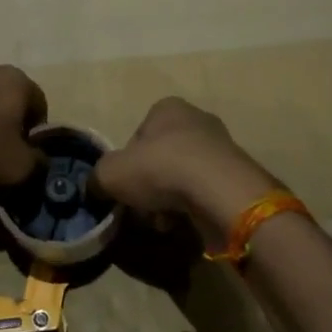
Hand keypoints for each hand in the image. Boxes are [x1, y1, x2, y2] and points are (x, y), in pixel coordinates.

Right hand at [91, 97, 280, 242]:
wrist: (220, 193)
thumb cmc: (161, 169)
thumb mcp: (111, 173)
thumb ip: (97, 178)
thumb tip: (95, 187)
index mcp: (167, 108)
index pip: (138, 136)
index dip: (127, 163)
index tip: (125, 186)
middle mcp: (196, 120)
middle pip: (161, 158)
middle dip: (150, 185)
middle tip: (142, 208)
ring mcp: (221, 148)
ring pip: (182, 178)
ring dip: (169, 200)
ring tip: (163, 221)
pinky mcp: (235, 176)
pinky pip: (204, 193)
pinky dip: (192, 208)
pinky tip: (185, 223)